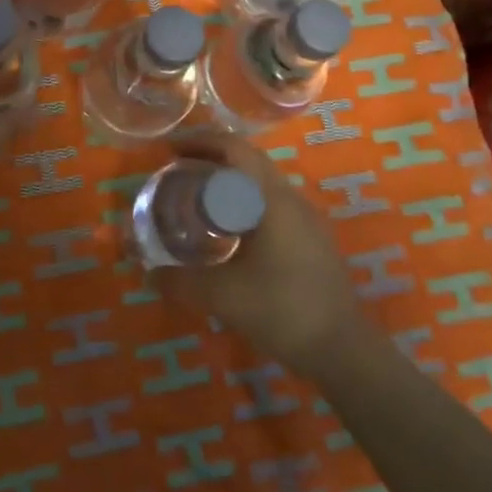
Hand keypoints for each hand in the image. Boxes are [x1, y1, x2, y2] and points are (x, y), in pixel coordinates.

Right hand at [150, 130, 367, 376]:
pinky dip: (244, 201)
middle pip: (249, 160)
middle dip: (212, 156)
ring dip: (230, 179)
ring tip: (197, 195)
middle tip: (177, 168)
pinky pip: (272, 203)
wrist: (343, 350)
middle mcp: (291, 199)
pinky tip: (229, 229)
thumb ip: (179, 281)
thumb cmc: (282, 311)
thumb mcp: (222, 296)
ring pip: (262, 182)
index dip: (200, 141)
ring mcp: (306, 219)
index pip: (235, 149)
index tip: (169, 150)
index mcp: (271, 200)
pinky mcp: (312, 239)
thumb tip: (148, 272)